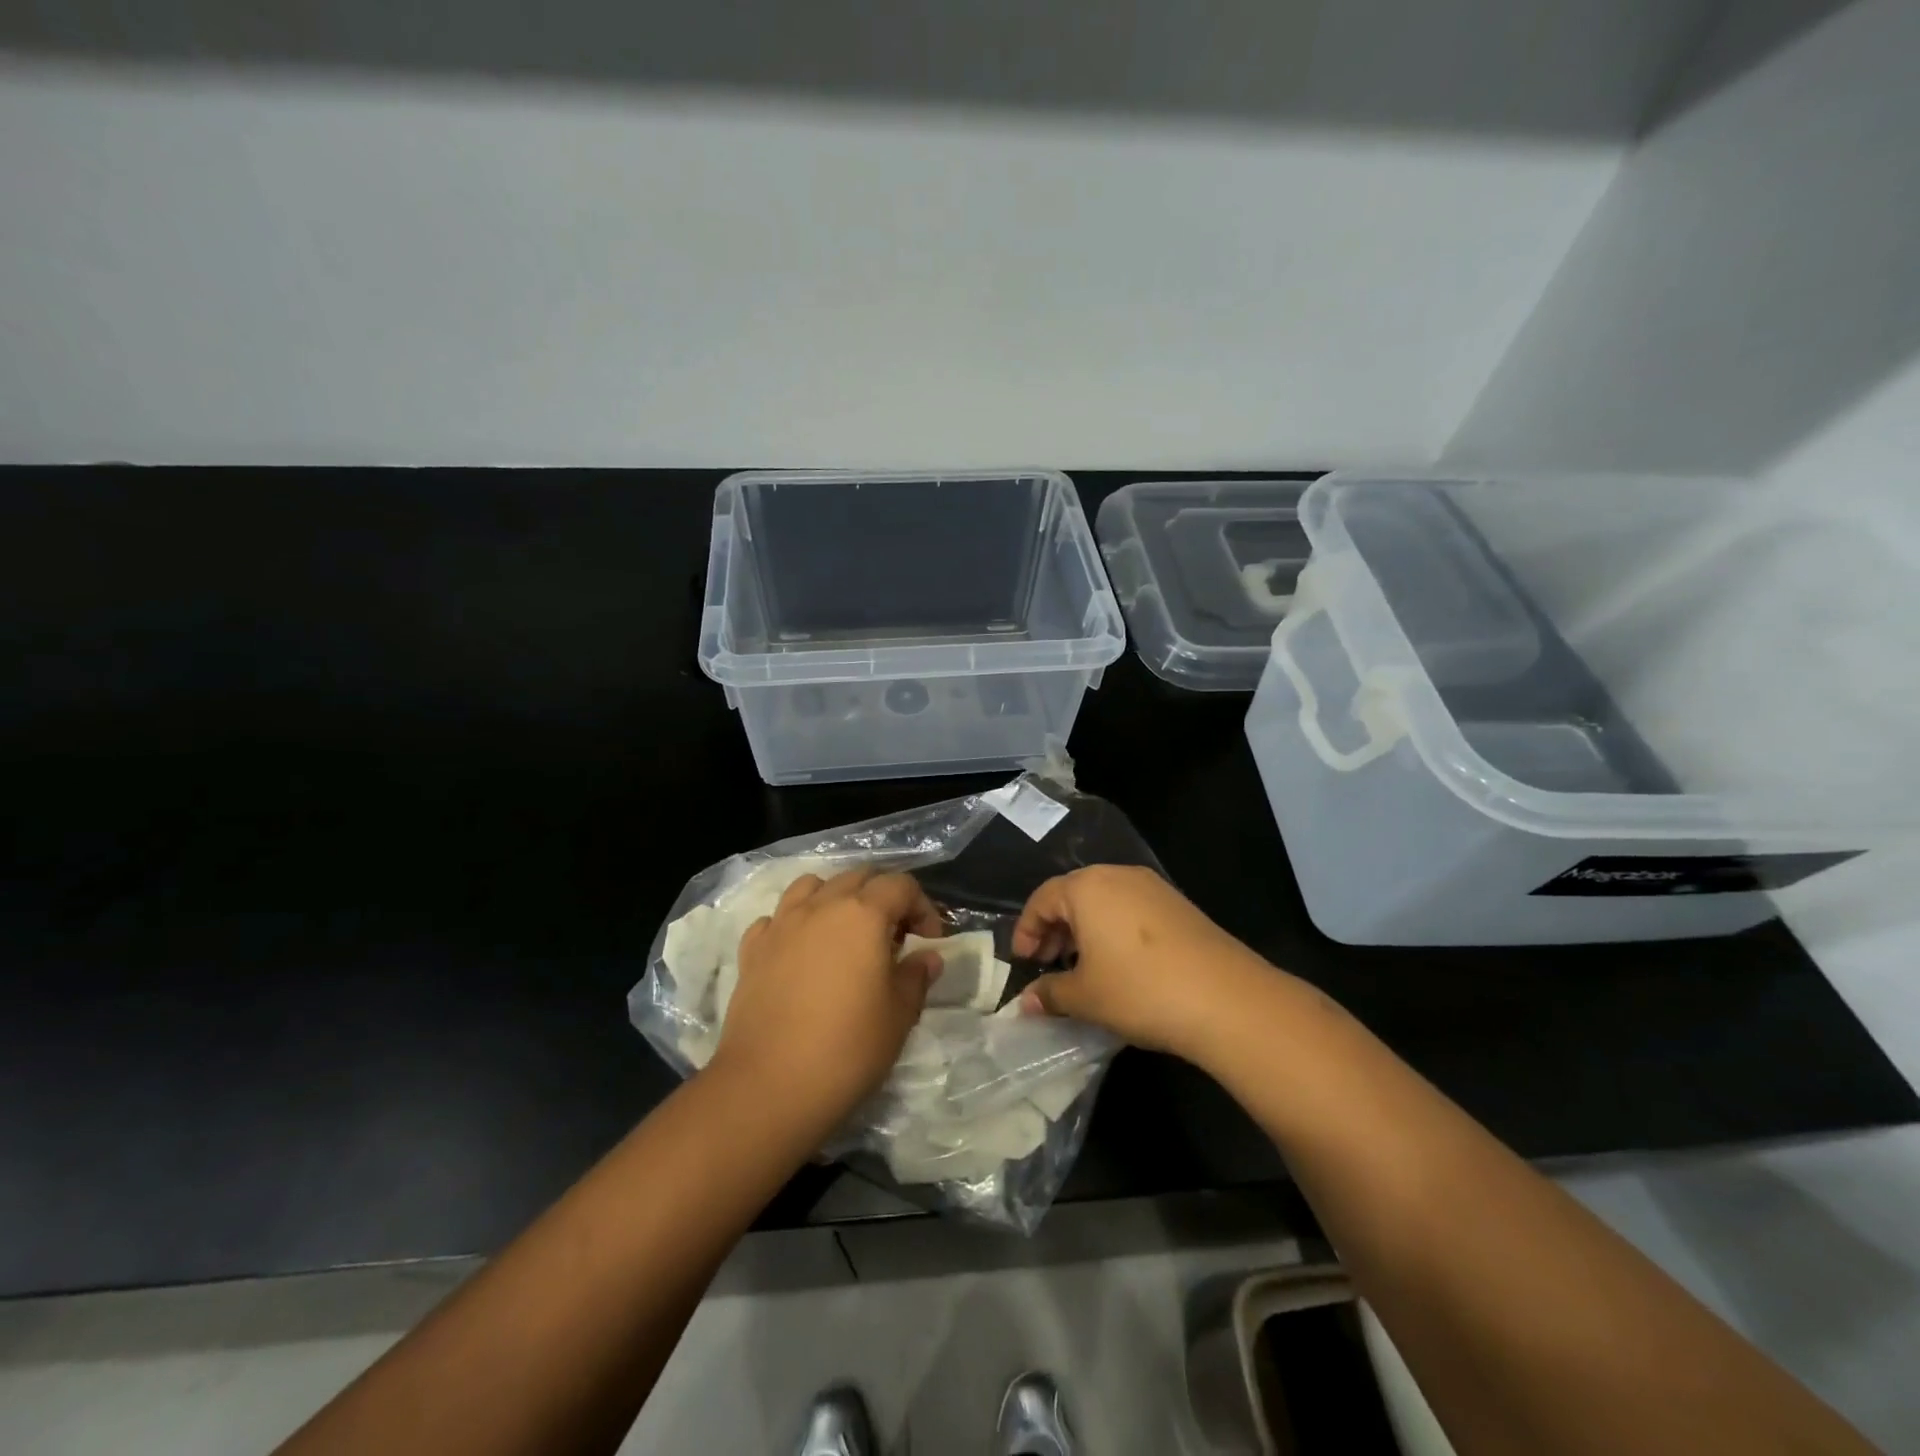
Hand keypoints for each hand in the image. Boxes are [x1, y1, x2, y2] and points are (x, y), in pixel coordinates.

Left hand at [708, 867, 944, 1131]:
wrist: (769, 1085)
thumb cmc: (847, 1048)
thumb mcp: (899, 1015)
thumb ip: (916, 977)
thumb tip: (927, 957)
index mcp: (863, 914)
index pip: (901, 886)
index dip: (922, 907)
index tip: (929, 941)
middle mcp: (821, 906)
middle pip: (857, 877)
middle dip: (882, 897)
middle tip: (894, 936)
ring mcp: (781, 924)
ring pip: (812, 885)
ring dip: (836, 898)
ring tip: (845, 933)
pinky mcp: (752, 949)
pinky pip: (777, 918)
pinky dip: (795, 923)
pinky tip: (802, 951)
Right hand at [1012, 864, 1278, 1063]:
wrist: (1226, 999)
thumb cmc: (1139, 990)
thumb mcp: (1085, 997)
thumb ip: (1049, 994)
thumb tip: (1025, 1002)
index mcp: (1087, 887)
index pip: (1042, 899)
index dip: (1026, 930)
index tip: (1021, 962)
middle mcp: (1118, 875)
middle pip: (1073, 895)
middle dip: (1054, 930)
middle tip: (1047, 965)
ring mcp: (1153, 888)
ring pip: (1104, 902)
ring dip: (1084, 931)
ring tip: (1081, 968)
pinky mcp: (1179, 905)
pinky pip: (1131, 910)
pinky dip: (1113, 931)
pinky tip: (1119, 966)